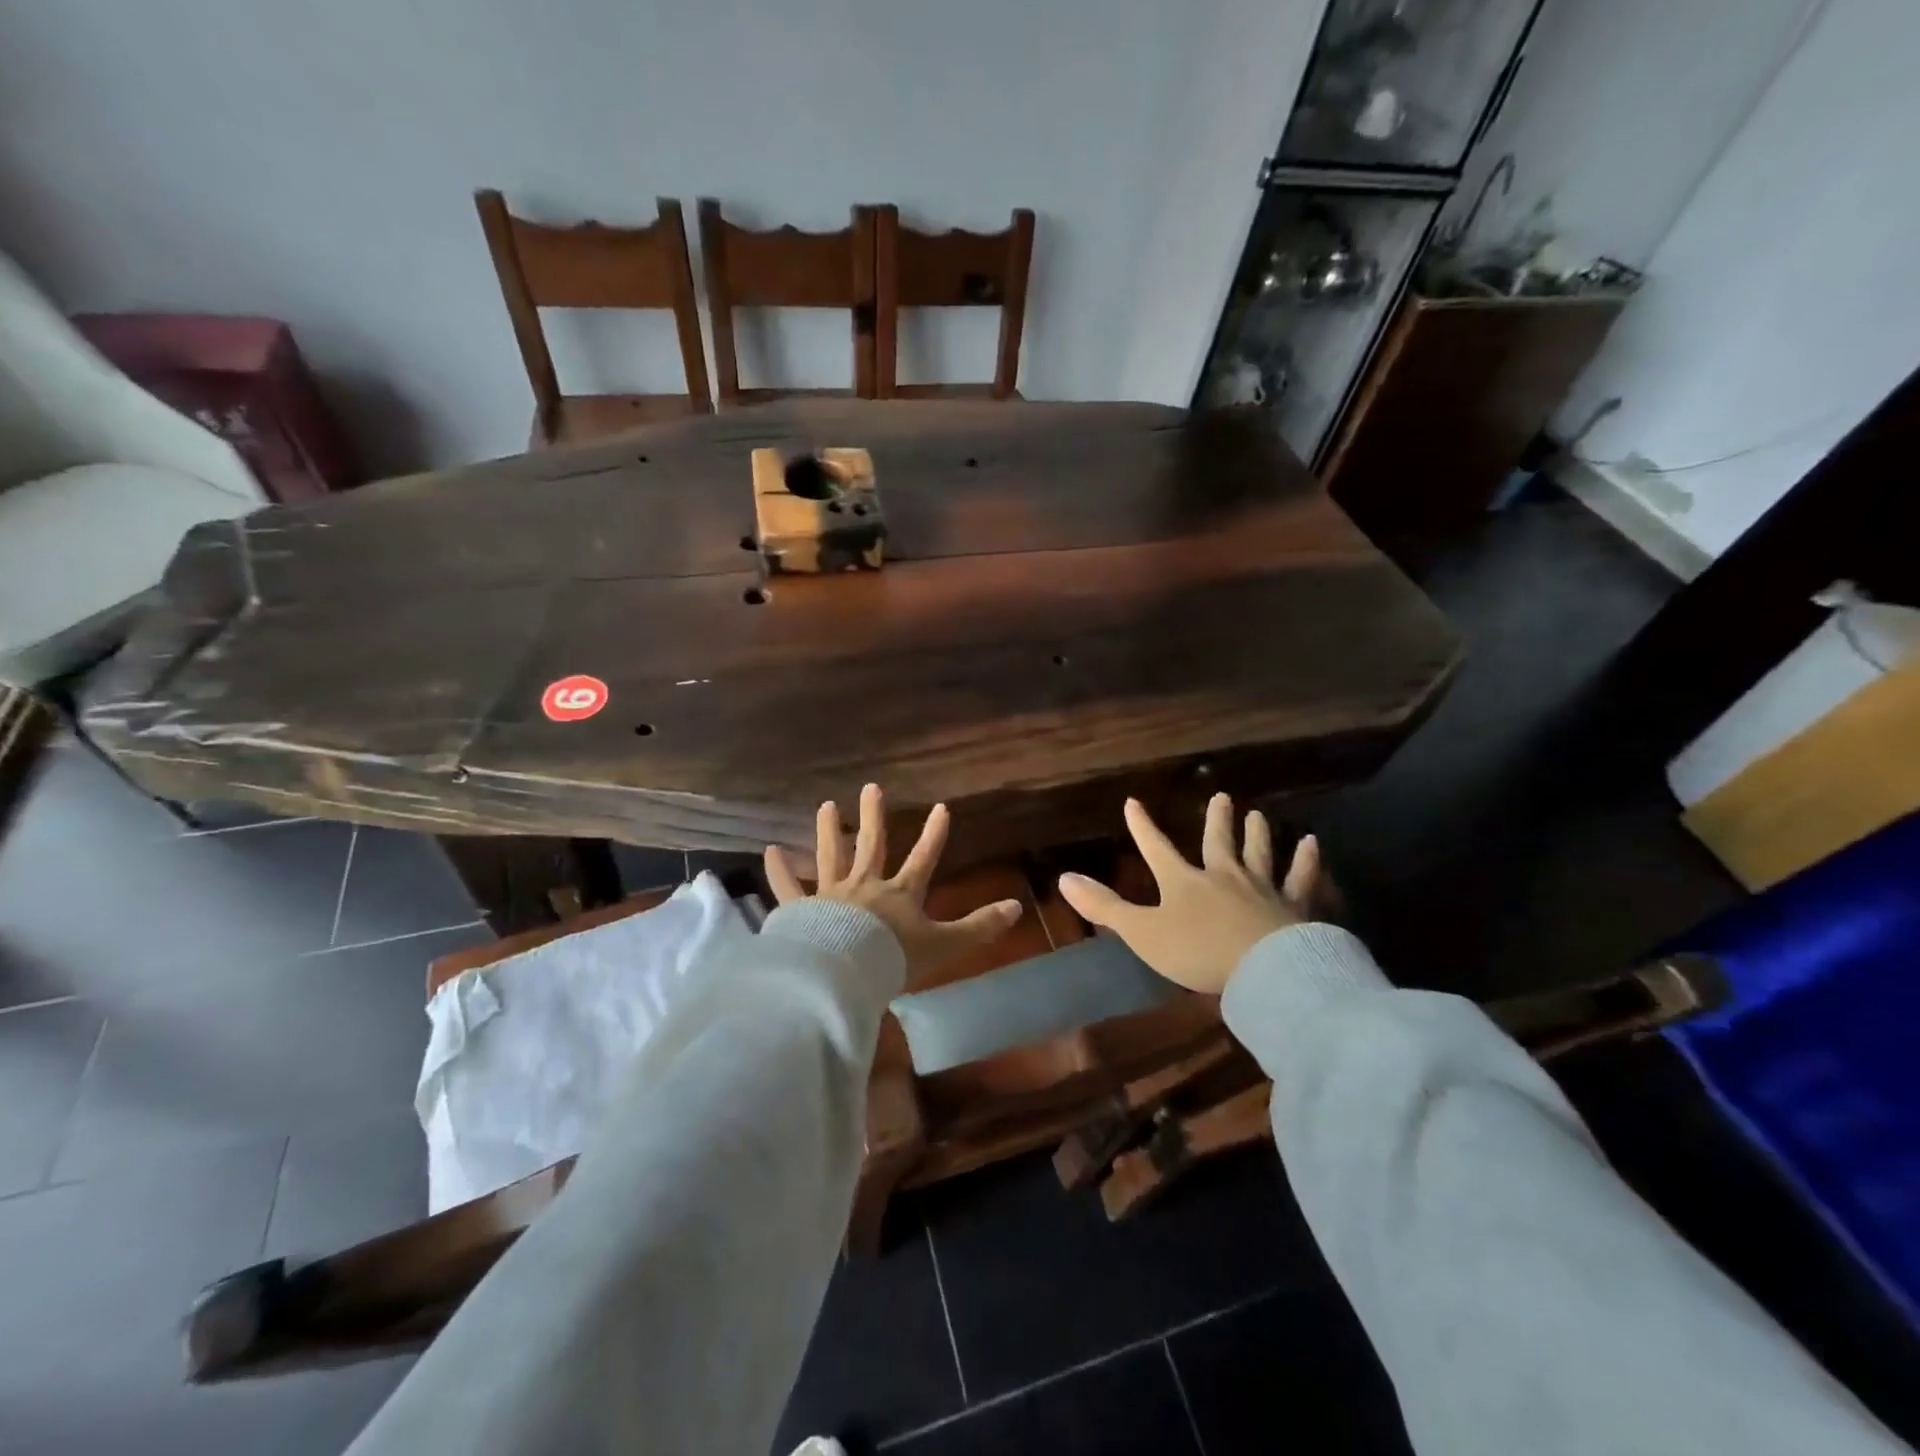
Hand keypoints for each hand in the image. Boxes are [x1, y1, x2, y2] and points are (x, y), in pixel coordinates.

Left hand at [764, 783, 1022, 983]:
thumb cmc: (895, 959)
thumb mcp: (945, 945)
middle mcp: (866, 886)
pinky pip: (789, 888)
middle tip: (871, 788)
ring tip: (826, 806)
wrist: (846, 974)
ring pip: (831, 856)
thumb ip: (979, 927)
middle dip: (874, 816)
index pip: (923, 858)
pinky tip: (768, 850)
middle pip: (872, 845)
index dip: (933, 834)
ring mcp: (832, 895)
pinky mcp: (802, 911)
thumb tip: (1018, 907)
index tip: (941, 807)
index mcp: (900, 894)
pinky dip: (779, 871)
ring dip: (829, 831)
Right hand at [1056, 794, 1321, 994]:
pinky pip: (1300, 878)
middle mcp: (1222, 876)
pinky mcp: (1293, 906)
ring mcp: (1261, 888)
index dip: (1143, 826)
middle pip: (1217, 842)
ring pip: (1259, 854)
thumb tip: (1063, 877)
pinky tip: (1312, 844)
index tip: (1134, 802)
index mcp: (1183, 882)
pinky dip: (1306, 860)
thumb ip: (1104, 906)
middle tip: (1223, 796)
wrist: (1262, 969)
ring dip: (1257, 834)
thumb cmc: (1197, 951)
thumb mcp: (1141, 932)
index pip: (1156, 848)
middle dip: (1217, 820)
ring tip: (1258, 814)